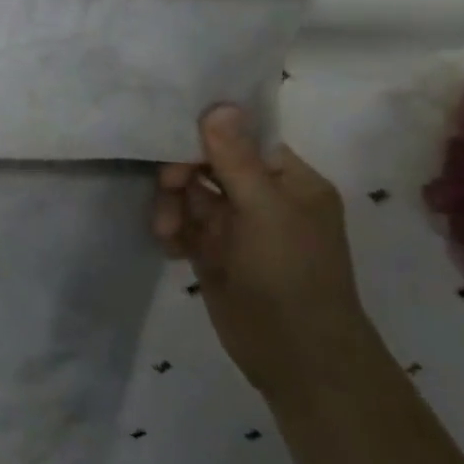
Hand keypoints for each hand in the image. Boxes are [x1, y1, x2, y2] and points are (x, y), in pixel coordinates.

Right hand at [154, 105, 375, 403]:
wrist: (297, 359)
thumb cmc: (290, 274)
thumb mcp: (265, 210)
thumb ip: (235, 158)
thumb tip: (217, 105)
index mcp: (289, 181)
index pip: (242, 139)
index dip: (206, 135)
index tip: (173, 139)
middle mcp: (263, 198)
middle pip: (208, 164)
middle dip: (182, 175)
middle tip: (167, 189)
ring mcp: (237, 227)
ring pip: (189, 195)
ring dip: (171, 207)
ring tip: (166, 232)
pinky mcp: (214, 253)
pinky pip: (183, 225)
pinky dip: (172, 231)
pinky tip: (171, 248)